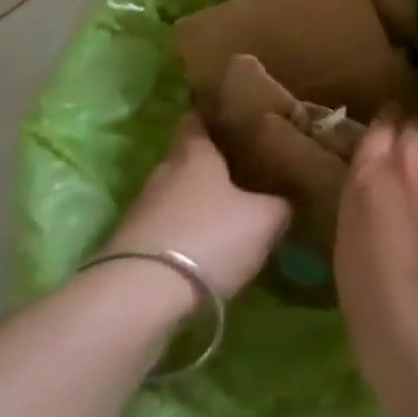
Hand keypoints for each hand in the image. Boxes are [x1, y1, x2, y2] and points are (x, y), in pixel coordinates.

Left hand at [105, 115, 291, 298]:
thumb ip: (280, 204)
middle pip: (188, 158)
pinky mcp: (130, 247)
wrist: (139, 298)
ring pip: (176, 196)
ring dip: (196, 205)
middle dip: (212, 165)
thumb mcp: (263, 220)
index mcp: (194, 151)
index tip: (238, 122)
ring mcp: (142, 209)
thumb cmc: (207, 238)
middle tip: (244, 172)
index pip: (199, 118)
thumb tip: (287, 198)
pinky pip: (165, 230)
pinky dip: (182, 237)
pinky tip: (203, 253)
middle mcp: (164, 170)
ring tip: (227, 216)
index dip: (218, 118)